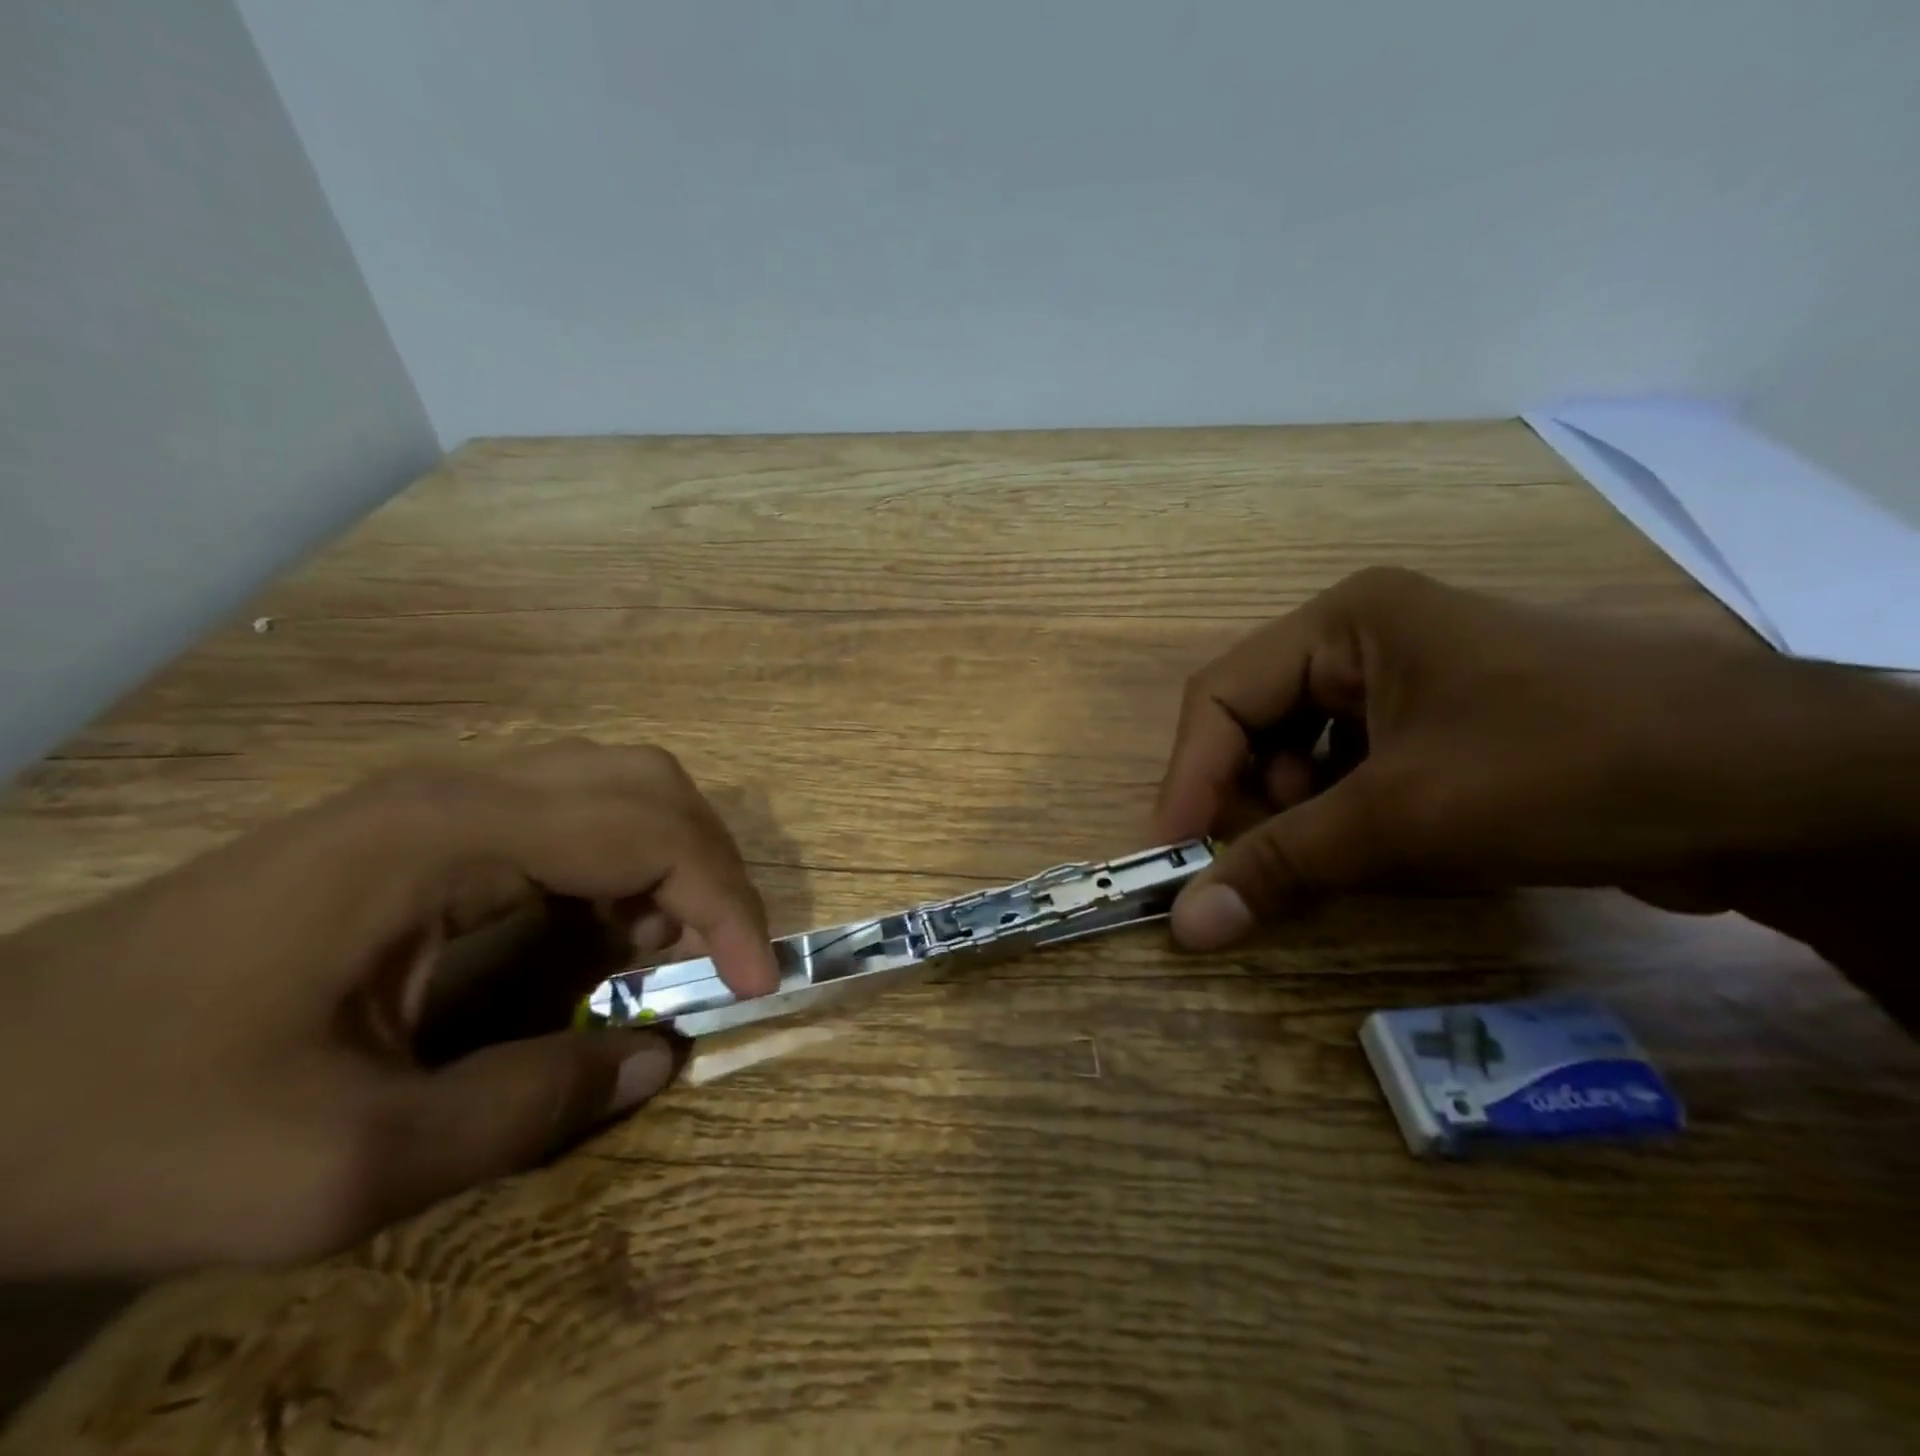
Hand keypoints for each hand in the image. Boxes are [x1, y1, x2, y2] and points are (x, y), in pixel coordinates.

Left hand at [0, 741, 777, 1277]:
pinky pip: (562, 815)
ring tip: (664, 950)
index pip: (647, 832)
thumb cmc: (140, 1125)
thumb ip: (529, 1107)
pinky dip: (615, 865)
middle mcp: (458, 789)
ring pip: (610, 785)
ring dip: (665, 859)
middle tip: (720, 955)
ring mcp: (434, 800)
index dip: (725, 901)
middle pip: (644, 781)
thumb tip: (659, 1058)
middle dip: (708, 864)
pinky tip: (599, 933)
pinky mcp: (417, 825)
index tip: (755, 981)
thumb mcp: (345, 1165)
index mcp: (450, 836)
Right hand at [1152, 567, 1919, 958]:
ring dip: (1305, 815)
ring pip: (1305, 754)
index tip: (1171, 857)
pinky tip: (1388, 850)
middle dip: (1254, 799)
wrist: (1783, 794)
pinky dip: (1350, 818)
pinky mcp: (1445, 726)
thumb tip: (1185, 927)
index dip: (1188, 777)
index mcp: (1346, 621)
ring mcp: (1410, 681)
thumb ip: (1282, 867)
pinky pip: (1356, 772)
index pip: (1220, 694)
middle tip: (1267, 863)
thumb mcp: (1404, 819)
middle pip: (1258, 723)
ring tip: (1343, 858)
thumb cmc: (1567, 768)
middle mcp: (1367, 638)